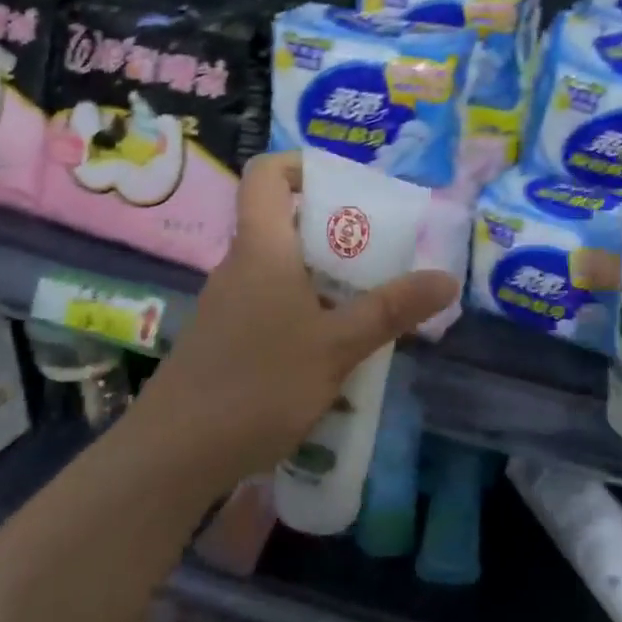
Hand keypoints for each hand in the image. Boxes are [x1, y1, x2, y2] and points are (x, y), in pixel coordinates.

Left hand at [126, 152, 456, 492]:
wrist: (173, 456)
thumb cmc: (258, 385)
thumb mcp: (337, 347)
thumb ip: (391, 310)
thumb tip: (447, 278)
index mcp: (263, 249)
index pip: (267, 175)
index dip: (303, 165)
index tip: (348, 186)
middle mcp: (241, 267)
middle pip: (286, 224)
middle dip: (338, 234)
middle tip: (385, 255)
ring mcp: (229, 306)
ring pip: (284, 272)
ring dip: (328, 281)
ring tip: (372, 306)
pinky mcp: (225, 341)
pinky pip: (273, 307)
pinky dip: (308, 314)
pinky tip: (336, 353)